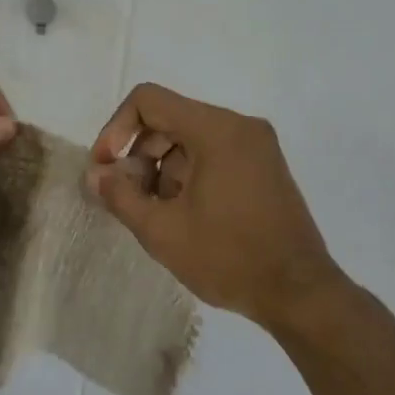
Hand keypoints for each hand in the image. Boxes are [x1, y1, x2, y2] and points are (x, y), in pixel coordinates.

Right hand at [86, 83, 340, 326]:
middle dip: (139, 155)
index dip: (116, 129)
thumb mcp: (162, 230)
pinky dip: (188, 174)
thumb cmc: (228, 258)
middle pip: (169, 119)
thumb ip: (120, 196)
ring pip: (189, 138)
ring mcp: (257, 146)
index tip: (107, 169)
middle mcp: (239, 126)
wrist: (299, 293)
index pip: (148, 101)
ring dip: (162, 169)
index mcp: (216, 129)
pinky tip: (185, 215)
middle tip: (130, 199)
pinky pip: (213, 153)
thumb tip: (95, 175)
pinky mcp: (264, 167)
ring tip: (160, 215)